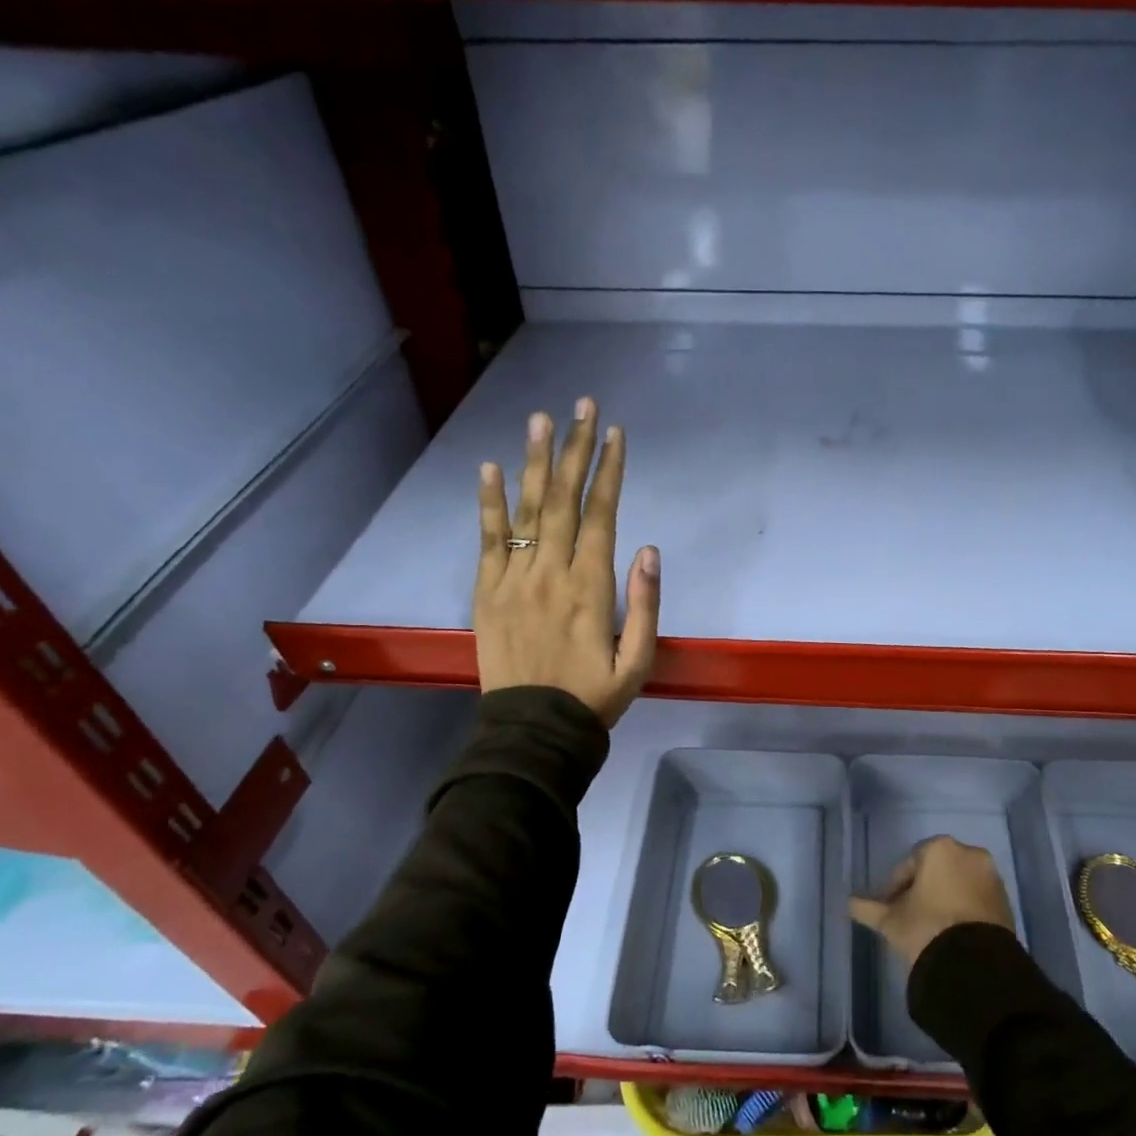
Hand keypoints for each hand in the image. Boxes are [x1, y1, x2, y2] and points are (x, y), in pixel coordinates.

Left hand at [475, 399, 660, 728]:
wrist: (533, 730)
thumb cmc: (594, 698)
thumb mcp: (638, 661)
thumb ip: (645, 604)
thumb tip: (649, 549)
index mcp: (591, 588)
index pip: (601, 515)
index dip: (609, 472)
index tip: (615, 433)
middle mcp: (551, 573)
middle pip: (563, 500)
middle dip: (574, 450)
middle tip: (581, 405)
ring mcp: (513, 580)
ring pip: (525, 510)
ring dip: (534, 462)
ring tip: (540, 419)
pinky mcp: (486, 593)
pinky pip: (486, 540)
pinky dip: (487, 503)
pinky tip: (489, 468)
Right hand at [849, 836, 1015, 969]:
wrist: (974, 963)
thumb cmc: (926, 927)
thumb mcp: (891, 920)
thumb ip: (868, 908)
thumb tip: (848, 902)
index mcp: (940, 848)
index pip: (909, 863)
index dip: (895, 886)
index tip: (890, 907)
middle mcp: (969, 853)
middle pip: (936, 870)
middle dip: (923, 889)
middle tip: (910, 915)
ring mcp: (991, 876)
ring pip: (958, 882)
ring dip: (944, 898)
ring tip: (931, 926)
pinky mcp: (1005, 900)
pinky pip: (976, 898)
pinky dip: (964, 908)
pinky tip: (952, 931)